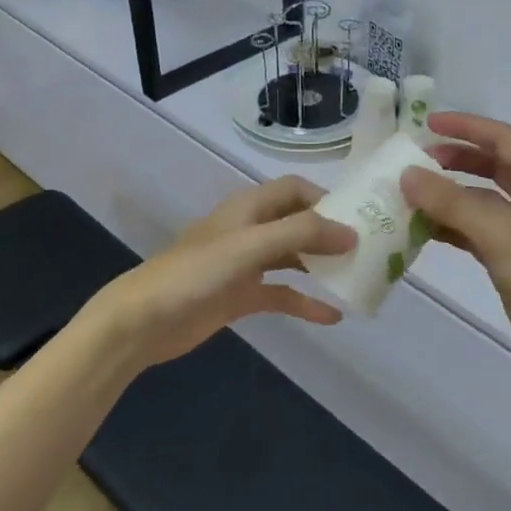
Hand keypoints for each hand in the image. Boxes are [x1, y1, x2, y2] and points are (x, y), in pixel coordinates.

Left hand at [87, 177, 355, 372]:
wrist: (143, 322)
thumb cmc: (195, 274)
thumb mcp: (250, 247)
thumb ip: (301, 235)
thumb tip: (352, 234)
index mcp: (249, 208)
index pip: (295, 189)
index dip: (326, 198)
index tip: (359, 216)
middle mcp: (250, 230)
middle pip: (298, 222)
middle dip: (330, 233)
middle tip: (367, 249)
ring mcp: (246, 265)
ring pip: (293, 258)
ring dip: (321, 266)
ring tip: (357, 277)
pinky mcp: (241, 296)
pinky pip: (282, 294)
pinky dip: (305, 302)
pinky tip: (333, 316)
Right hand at [401, 113, 510, 392]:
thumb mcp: (498, 232)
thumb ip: (451, 202)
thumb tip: (407, 175)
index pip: (501, 138)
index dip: (465, 127)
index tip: (426, 125)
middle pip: (491, 166)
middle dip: (454, 160)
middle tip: (415, 162)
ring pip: (481, 201)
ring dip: (448, 196)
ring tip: (409, 194)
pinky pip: (476, 231)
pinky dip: (452, 227)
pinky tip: (421, 229)